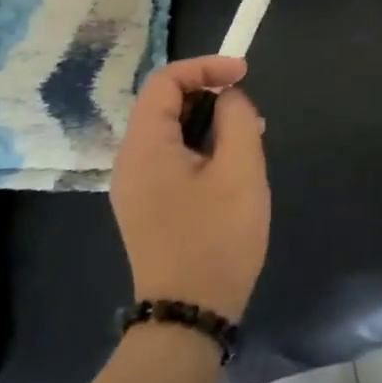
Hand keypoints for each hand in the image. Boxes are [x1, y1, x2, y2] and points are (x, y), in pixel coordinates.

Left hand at [111, 56, 269, 320]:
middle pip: (164, 105)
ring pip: (170, 133)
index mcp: (144, 147)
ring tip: (248, 141)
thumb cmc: (217, 237)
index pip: (165, 82)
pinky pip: (171, 159)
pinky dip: (201, 148)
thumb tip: (230, 98)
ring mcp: (136, 187)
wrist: (190, 315)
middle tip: (250, 114)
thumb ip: (237, 119)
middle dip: (210, 96)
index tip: (244, 74)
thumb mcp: (240, 170)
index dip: (206, 67)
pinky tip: (231, 169)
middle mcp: (130, 161)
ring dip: (209, 124)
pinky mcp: (148, 207)